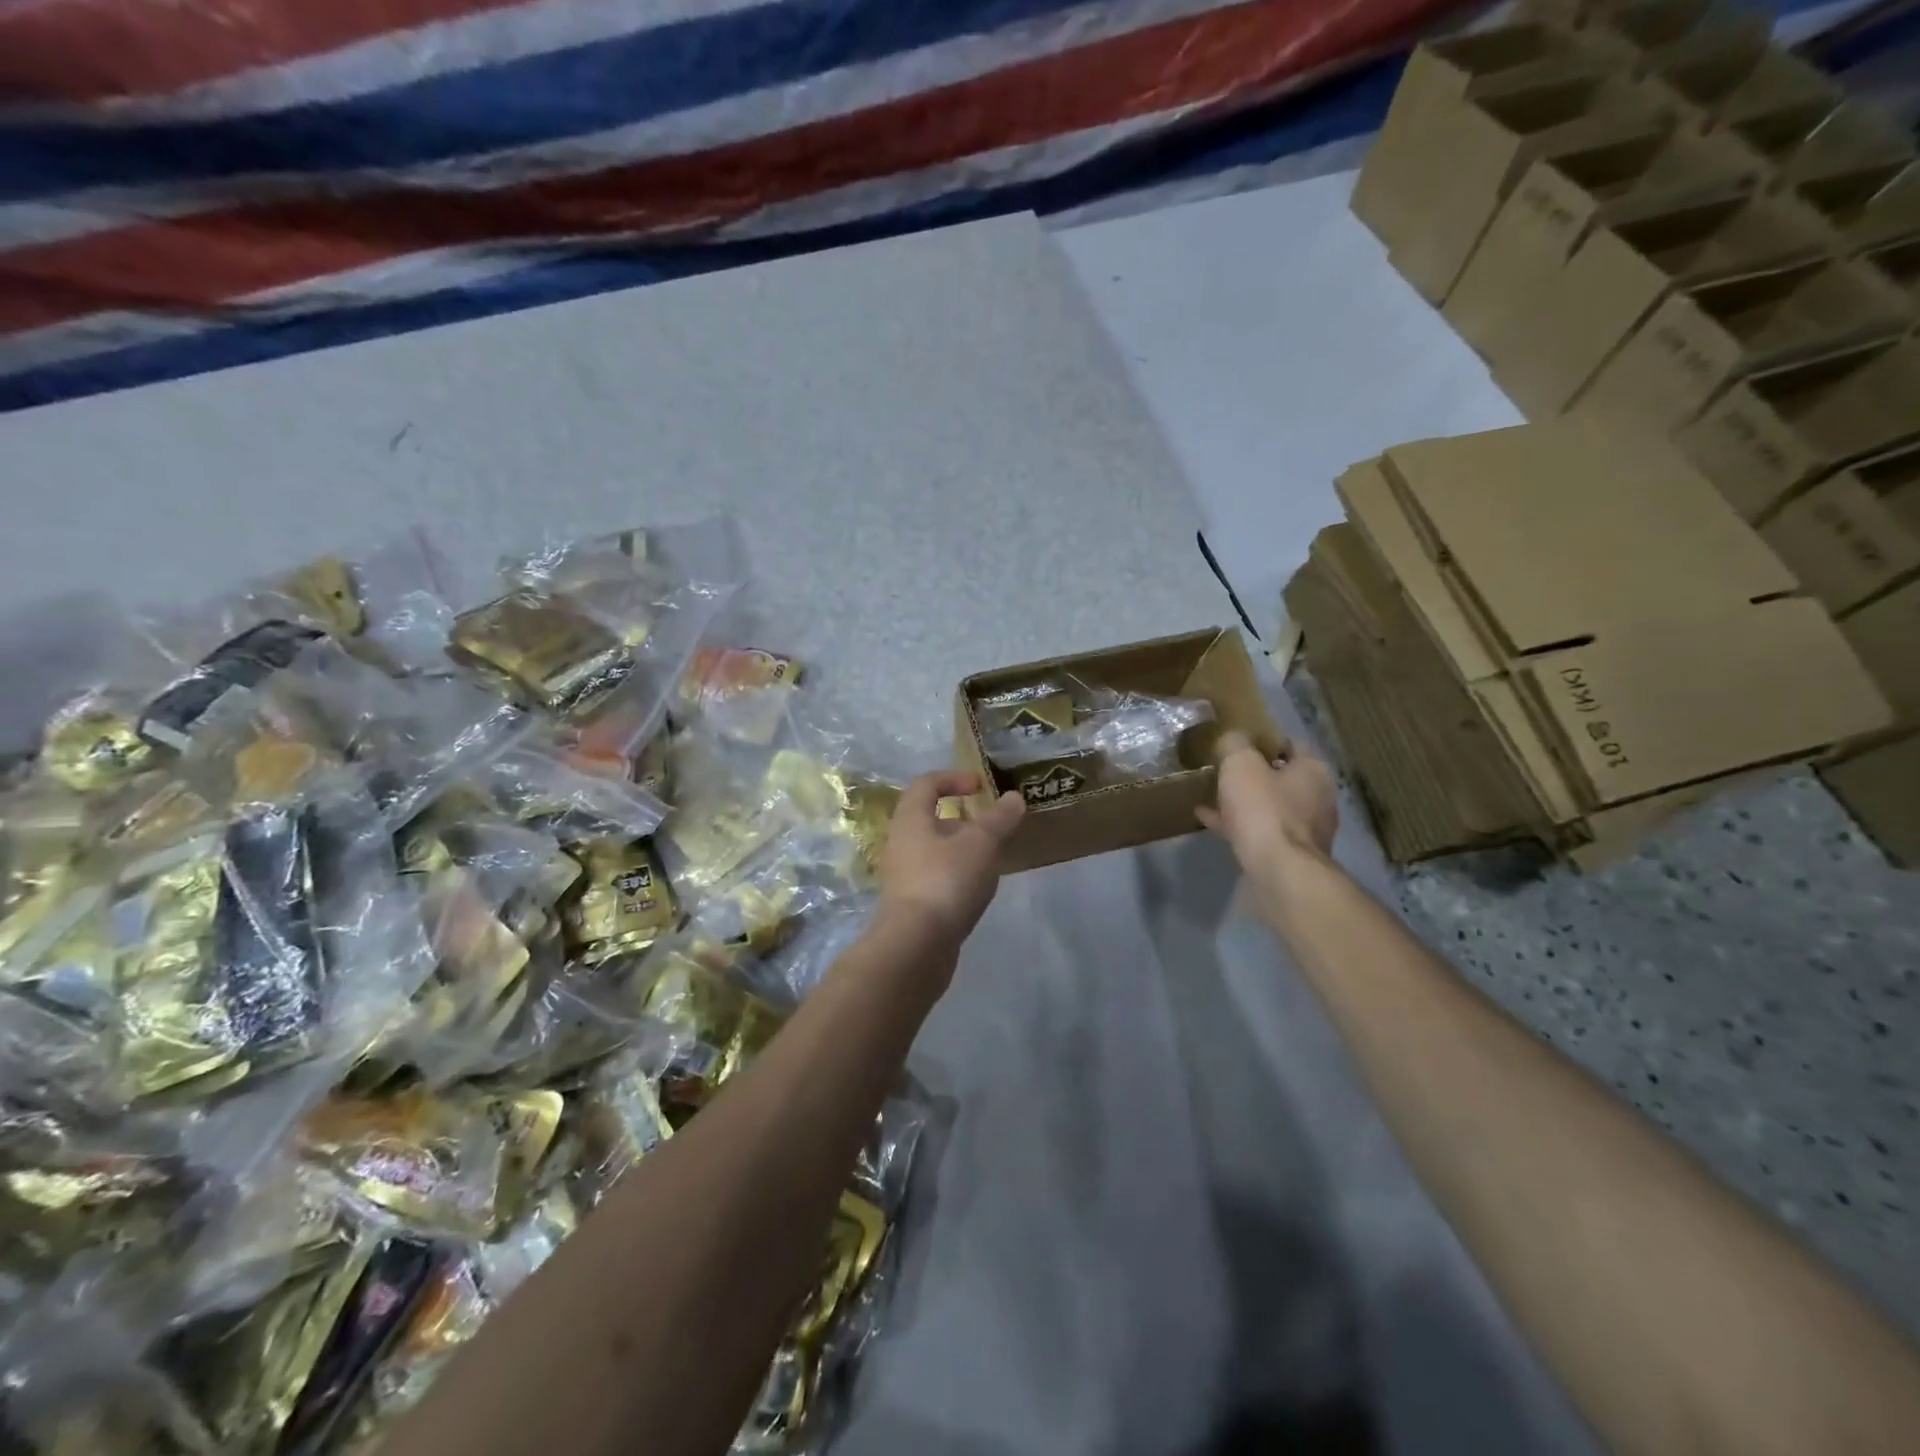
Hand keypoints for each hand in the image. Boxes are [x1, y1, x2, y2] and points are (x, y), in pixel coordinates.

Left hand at [877, 770, 1024, 944]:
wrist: (915, 946)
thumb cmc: (946, 881)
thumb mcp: (981, 844)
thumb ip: (999, 819)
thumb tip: (1014, 797)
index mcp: (910, 819)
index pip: (926, 784)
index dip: (954, 778)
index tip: (981, 786)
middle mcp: (900, 842)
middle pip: (928, 818)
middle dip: (962, 819)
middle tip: (991, 827)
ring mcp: (902, 876)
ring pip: (933, 850)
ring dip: (961, 849)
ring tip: (991, 859)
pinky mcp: (910, 904)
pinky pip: (935, 877)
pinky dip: (957, 874)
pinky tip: (978, 889)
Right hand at [1196, 730, 1337, 877]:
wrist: (1279, 872)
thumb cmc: (1263, 810)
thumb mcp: (1240, 765)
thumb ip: (1235, 744)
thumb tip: (1233, 737)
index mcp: (1313, 771)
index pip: (1291, 744)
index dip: (1265, 741)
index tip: (1238, 743)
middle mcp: (1317, 798)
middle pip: (1281, 778)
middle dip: (1254, 774)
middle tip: (1224, 770)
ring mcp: (1306, 830)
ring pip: (1270, 807)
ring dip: (1244, 802)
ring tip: (1211, 797)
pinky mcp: (1290, 855)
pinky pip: (1261, 832)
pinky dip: (1238, 825)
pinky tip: (1209, 821)